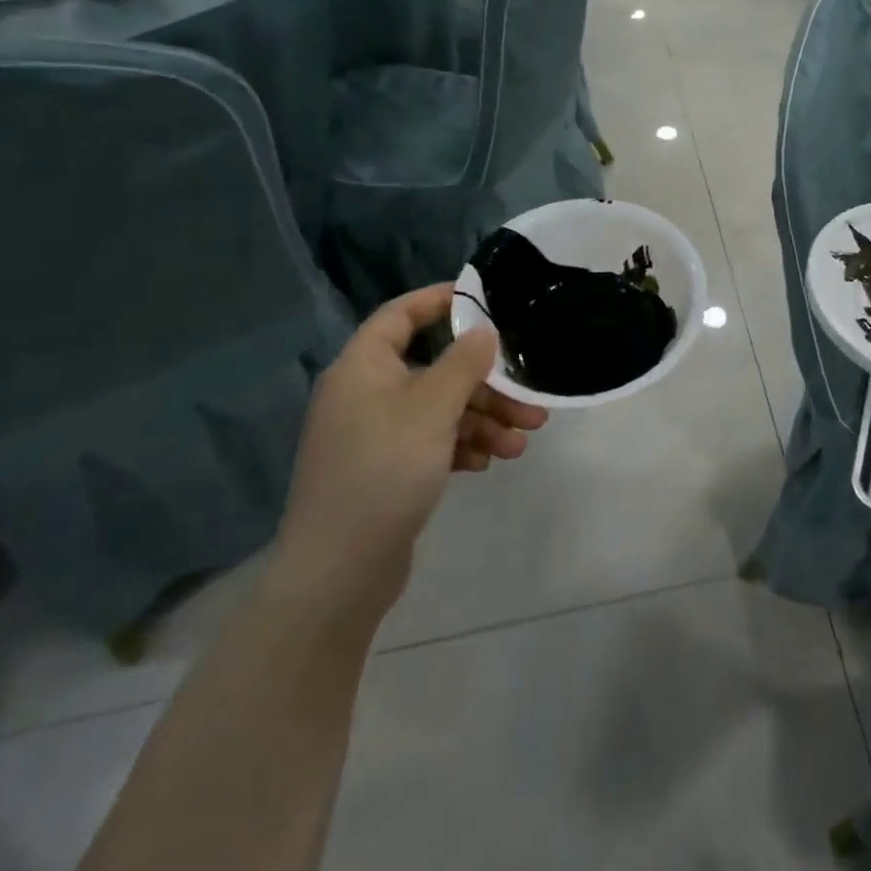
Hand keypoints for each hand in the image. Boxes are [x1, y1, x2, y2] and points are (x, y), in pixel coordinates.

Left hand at [269, 284, 547, 623]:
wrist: (339, 570)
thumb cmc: (385, 471)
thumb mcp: (433, 408)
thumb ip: (463, 363)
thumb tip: (483, 330)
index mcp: (363, 368)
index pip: (400, 315)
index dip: (439, 301)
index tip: (484, 300)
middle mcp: (365, 394)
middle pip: (435, 369)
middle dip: (486, 385)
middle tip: (531, 401)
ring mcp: (374, 434)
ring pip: (440, 409)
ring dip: (483, 420)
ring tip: (522, 442)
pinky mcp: (385, 468)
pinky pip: (431, 441)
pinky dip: (462, 445)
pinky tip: (489, 462)